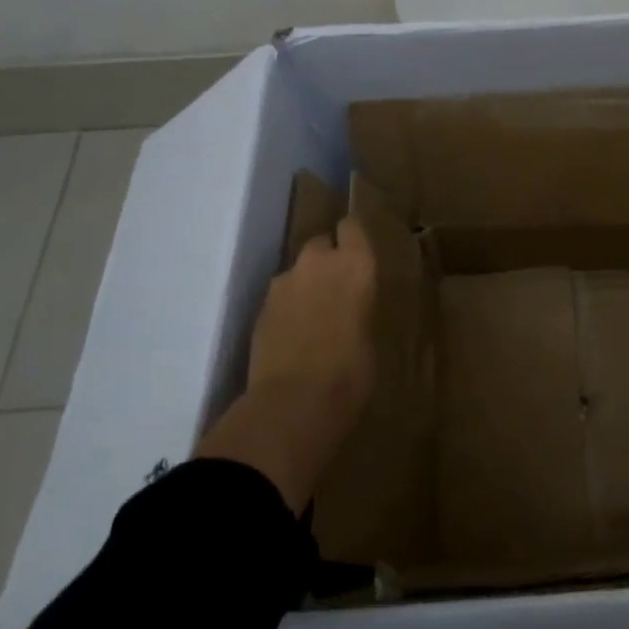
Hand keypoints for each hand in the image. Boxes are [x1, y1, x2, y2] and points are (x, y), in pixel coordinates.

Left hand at [195, 215, 377, 514]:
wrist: (294, 401)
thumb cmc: (351, 371)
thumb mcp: (369, 333)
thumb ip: (358, 307)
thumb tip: (348, 308)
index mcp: (356, 264)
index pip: (351, 226)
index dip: (352, 238)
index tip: (357, 253)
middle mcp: (318, 262)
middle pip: (320, 244)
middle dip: (326, 261)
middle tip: (336, 290)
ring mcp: (283, 283)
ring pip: (297, 272)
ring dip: (304, 286)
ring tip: (312, 318)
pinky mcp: (259, 307)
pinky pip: (279, 298)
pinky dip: (286, 309)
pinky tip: (293, 336)